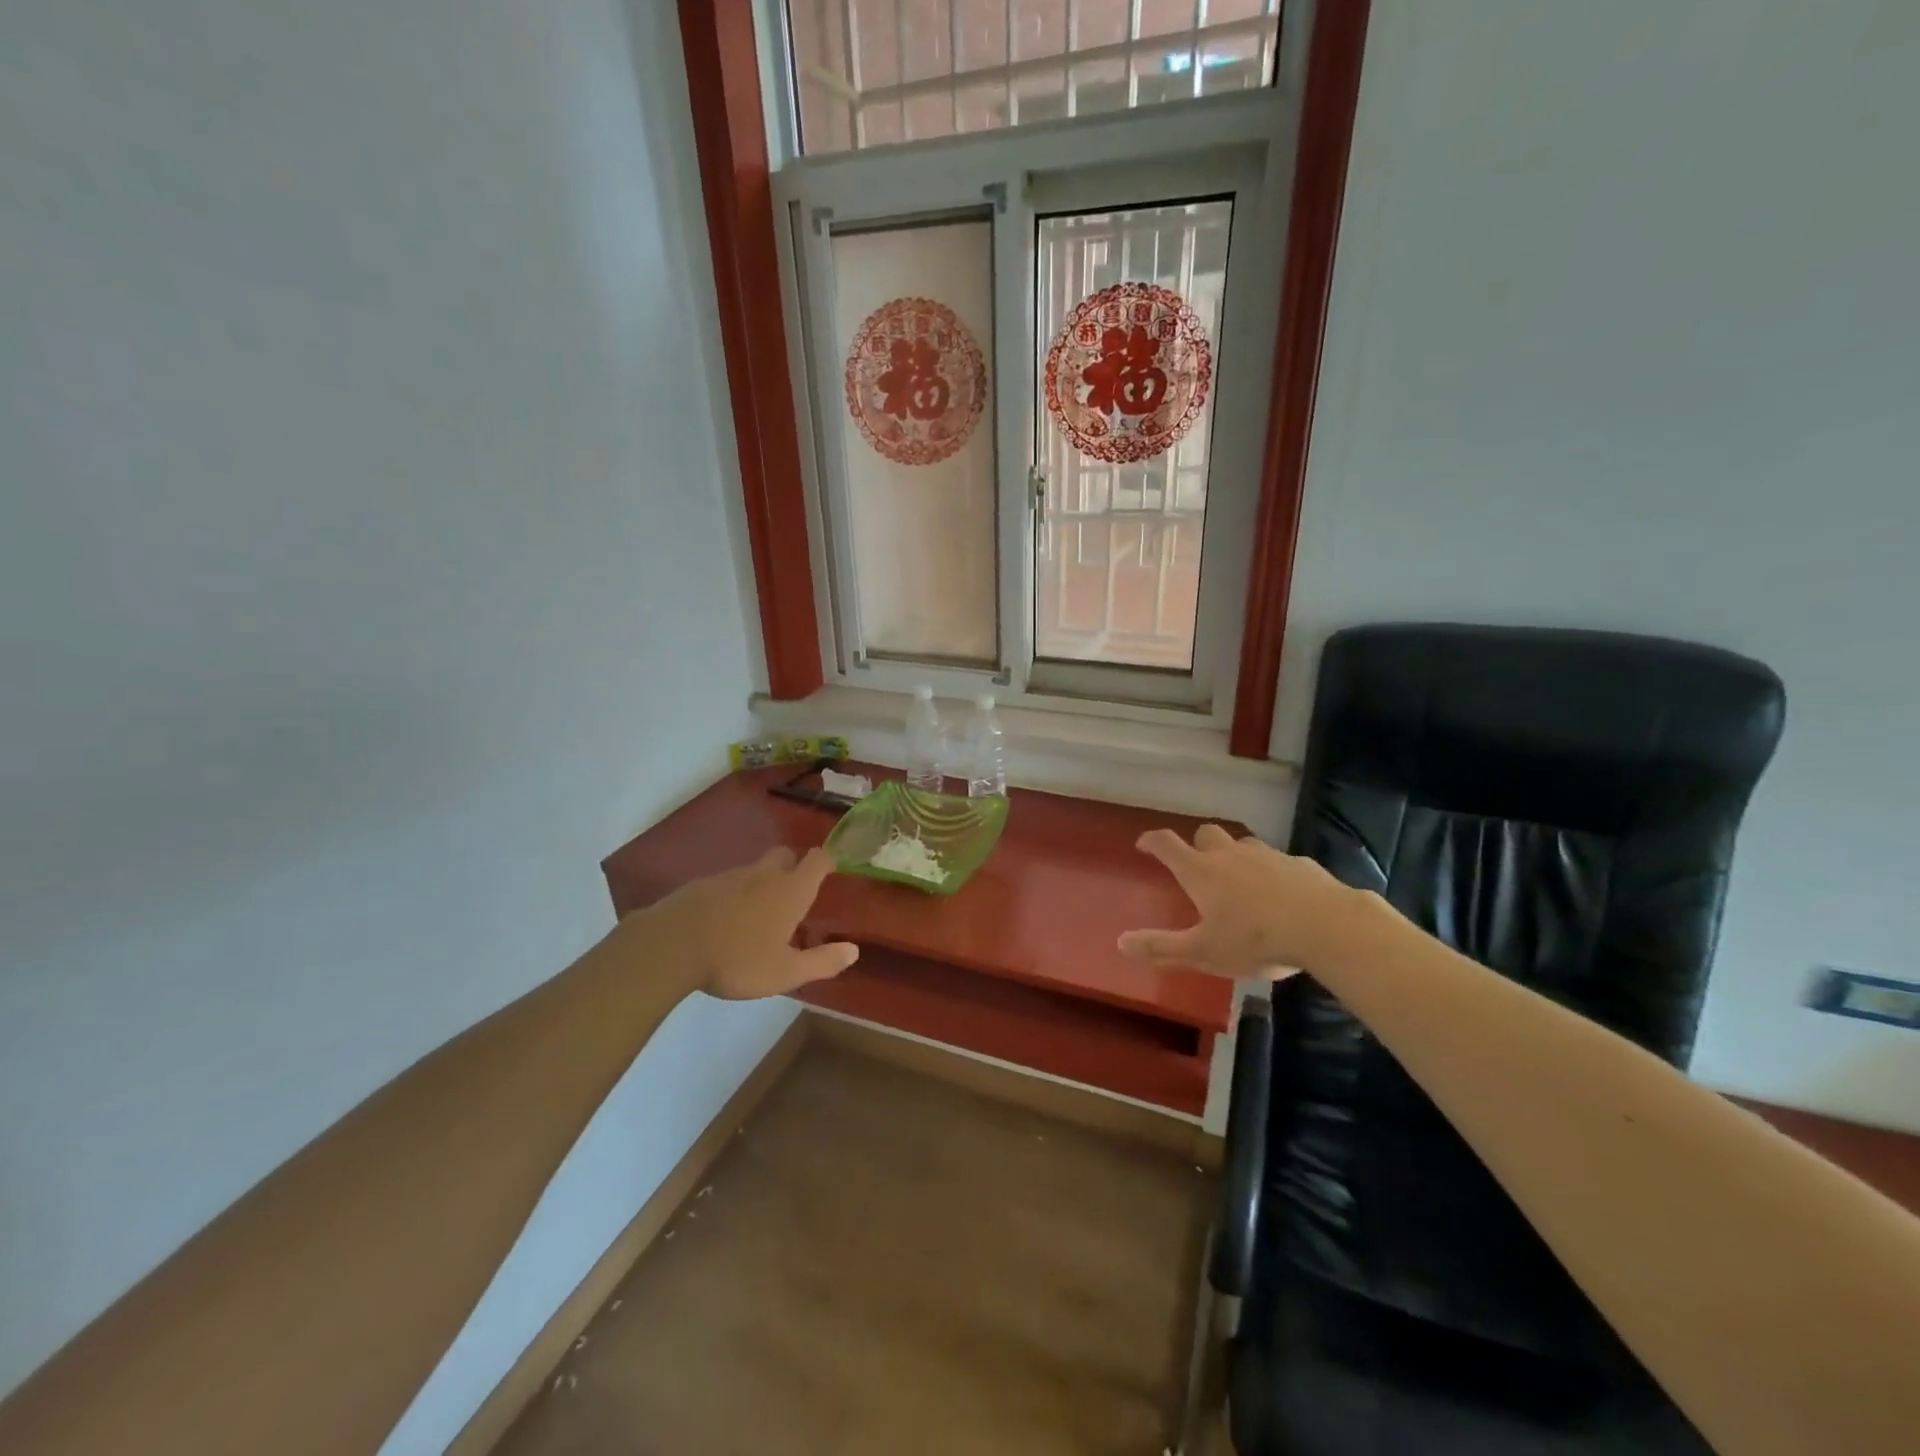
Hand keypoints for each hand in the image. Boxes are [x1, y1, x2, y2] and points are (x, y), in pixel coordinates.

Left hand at [637, 846, 857, 999]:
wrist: (669, 947)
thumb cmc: (737, 960)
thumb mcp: (785, 972)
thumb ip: (822, 962)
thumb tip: (853, 950)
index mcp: (790, 891)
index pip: (817, 860)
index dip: (828, 860)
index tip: (833, 869)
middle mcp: (763, 875)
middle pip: (785, 855)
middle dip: (794, 866)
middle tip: (794, 893)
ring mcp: (729, 876)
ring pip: (754, 870)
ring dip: (762, 883)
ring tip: (757, 915)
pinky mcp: (701, 885)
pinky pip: (726, 883)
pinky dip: (733, 895)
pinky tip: (724, 921)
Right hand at [1117, 826, 1356, 979]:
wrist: (1326, 926)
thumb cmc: (1255, 938)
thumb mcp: (1202, 951)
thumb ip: (1161, 948)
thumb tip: (1121, 943)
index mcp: (1201, 871)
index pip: (1167, 844)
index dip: (1152, 841)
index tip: (1144, 844)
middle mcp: (1230, 854)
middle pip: (1206, 834)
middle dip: (1197, 844)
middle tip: (1197, 866)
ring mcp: (1267, 855)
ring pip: (1243, 845)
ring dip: (1235, 856)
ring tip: (1240, 882)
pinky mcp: (1299, 864)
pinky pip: (1278, 861)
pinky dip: (1271, 872)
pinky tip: (1281, 896)